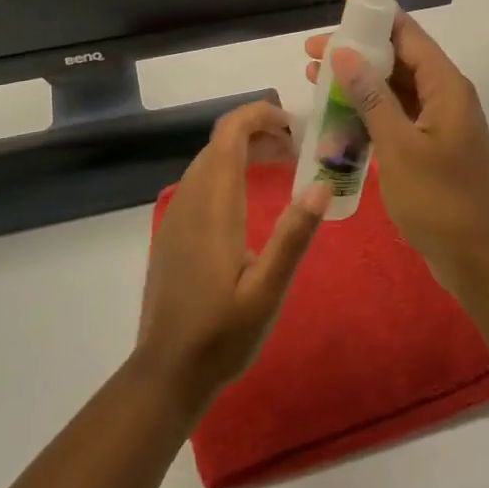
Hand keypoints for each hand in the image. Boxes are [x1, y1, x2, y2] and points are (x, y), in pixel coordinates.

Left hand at [135, 101, 328, 414]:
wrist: (166, 372)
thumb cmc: (222, 334)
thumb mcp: (267, 290)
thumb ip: (293, 236)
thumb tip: (322, 184)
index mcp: (213, 205)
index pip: (229, 133)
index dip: (259, 114)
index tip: (295, 124)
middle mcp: (190, 199)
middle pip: (220, 142)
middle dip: (259, 131)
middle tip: (300, 148)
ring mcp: (177, 215)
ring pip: (209, 161)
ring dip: (244, 150)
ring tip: (284, 164)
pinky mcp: (173, 232)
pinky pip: (201, 182)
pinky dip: (229, 171)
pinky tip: (251, 198)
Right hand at [304, 0, 488, 297]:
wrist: (479, 260)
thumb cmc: (440, 200)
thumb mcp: (399, 146)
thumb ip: (371, 96)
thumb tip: (344, 51)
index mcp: (447, 86)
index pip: (409, 34)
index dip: (376, 12)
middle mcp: (446, 96)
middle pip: (398, 59)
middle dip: (356, 51)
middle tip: (311, 52)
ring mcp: (439, 124)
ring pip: (394, 90)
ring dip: (357, 84)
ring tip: (313, 79)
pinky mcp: (431, 148)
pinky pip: (396, 118)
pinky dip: (368, 114)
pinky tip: (335, 119)